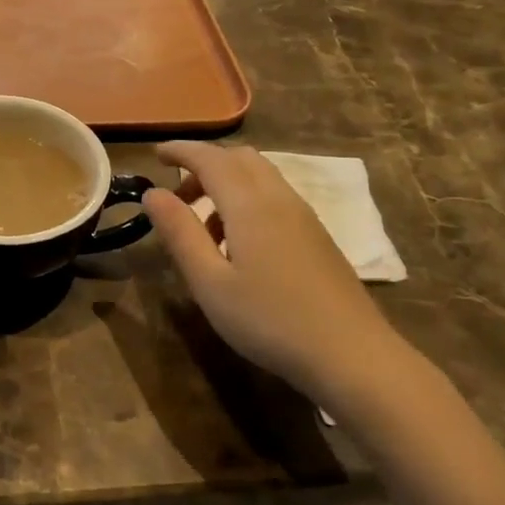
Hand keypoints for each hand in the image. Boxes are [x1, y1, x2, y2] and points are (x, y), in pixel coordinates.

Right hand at [141, 142, 422, 415]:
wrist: (351, 354)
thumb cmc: (269, 320)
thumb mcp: (209, 283)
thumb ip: (179, 233)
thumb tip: (153, 194)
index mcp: (250, 204)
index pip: (210, 158)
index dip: (181, 151)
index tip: (156, 155)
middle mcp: (279, 198)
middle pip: (240, 158)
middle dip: (203, 165)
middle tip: (177, 197)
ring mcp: (304, 216)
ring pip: (260, 176)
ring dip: (226, 184)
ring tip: (203, 228)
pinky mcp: (317, 235)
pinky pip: (275, 197)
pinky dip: (247, 200)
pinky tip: (238, 244)